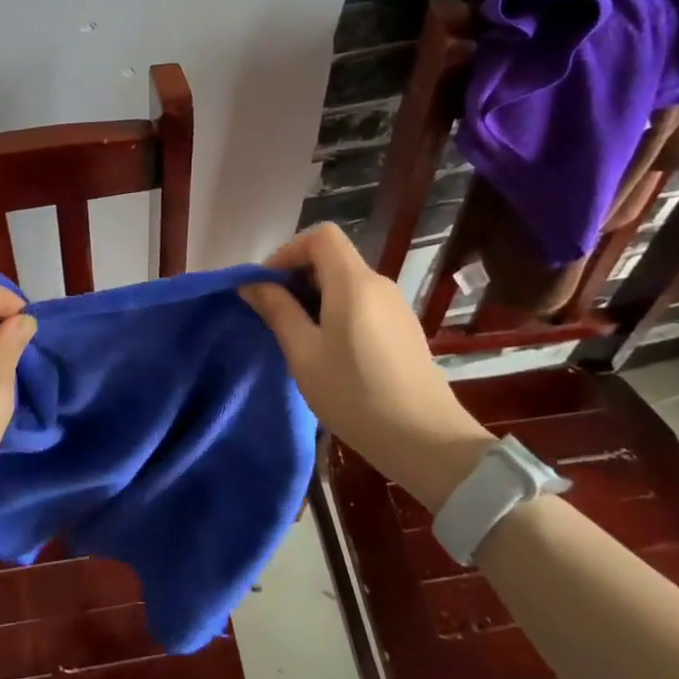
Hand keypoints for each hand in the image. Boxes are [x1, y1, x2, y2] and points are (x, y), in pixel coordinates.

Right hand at [240, 223, 493, 511]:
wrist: (426, 441)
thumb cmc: (355, 395)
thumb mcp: (304, 354)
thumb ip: (277, 310)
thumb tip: (251, 283)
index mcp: (353, 282)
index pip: (320, 236)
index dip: (288, 251)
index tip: (268, 285)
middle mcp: (378, 284)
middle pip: (333, 257)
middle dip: (298, 276)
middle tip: (275, 314)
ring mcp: (396, 306)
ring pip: (347, 282)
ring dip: (316, 297)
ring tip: (298, 337)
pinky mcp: (404, 328)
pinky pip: (363, 303)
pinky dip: (338, 311)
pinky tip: (331, 351)